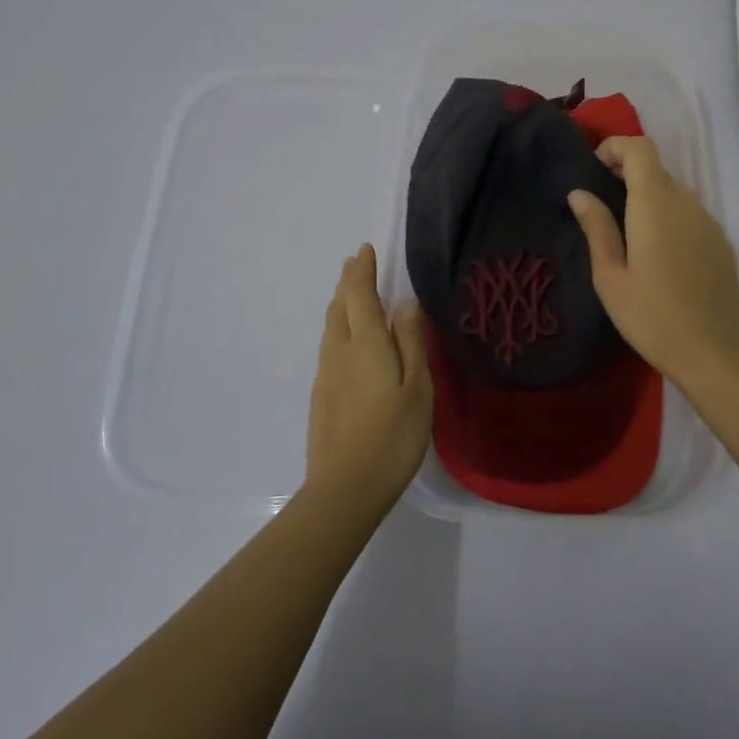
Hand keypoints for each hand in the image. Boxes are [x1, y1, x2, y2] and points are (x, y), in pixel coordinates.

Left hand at [303, 244, 432, 515]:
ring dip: (341, 305)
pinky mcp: (322, 397)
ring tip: (351, 295)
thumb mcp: (416, 387)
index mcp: (365, 344)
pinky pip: (330, 347)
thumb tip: (404, 302)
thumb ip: (410, 341)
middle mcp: (339, 352)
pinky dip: (339, 329)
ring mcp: (326, 375)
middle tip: (356, 265)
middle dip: (348, 283)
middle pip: (339, 307)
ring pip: (331, 328)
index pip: (359, 295)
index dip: (361, 271)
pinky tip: (348, 342)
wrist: (345, 488)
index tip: (364, 250)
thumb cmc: (392, 436)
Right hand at [568, 136, 738, 391]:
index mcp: (655, 206)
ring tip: (628, 232)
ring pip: (675, 191)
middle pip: (657, 168)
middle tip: (602, 204)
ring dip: (649, 196)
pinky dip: (670, 216)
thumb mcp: (610, 277)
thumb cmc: (651, 316)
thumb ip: (597, 228)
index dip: (615, 147)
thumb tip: (579, 193)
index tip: (594, 170)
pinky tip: (659, 254)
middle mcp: (687, 204)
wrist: (713, 353)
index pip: (640, 149)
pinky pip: (691, 214)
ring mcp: (709, 223)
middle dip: (627, 173)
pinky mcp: (722, 243)